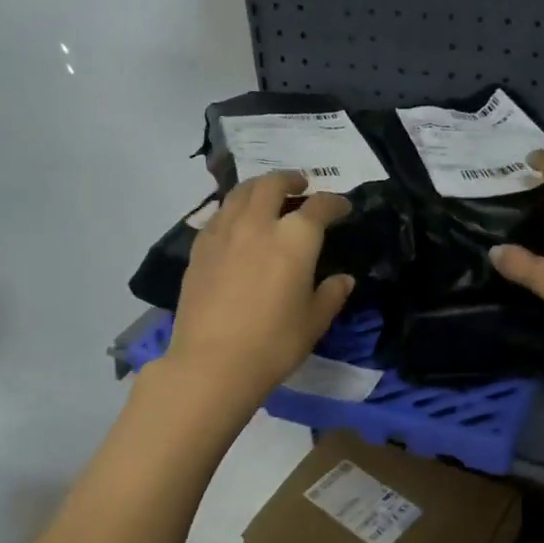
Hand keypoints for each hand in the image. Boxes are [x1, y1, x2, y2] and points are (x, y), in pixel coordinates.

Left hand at [163, 170, 354, 405]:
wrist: (212, 363)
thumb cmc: (273, 343)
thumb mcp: (314, 322)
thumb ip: (331, 294)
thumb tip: (344, 279)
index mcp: (294, 238)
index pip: (319, 207)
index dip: (335, 203)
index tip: (343, 208)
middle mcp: (258, 224)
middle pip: (273, 185)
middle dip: (290, 179)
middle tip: (300, 185)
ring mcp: (224, 233)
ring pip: (241, 193)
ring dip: (259, 187)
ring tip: (267, 195)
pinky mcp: (200, 248)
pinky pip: (219, 214)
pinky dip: (234, 209)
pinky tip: (236, 223)